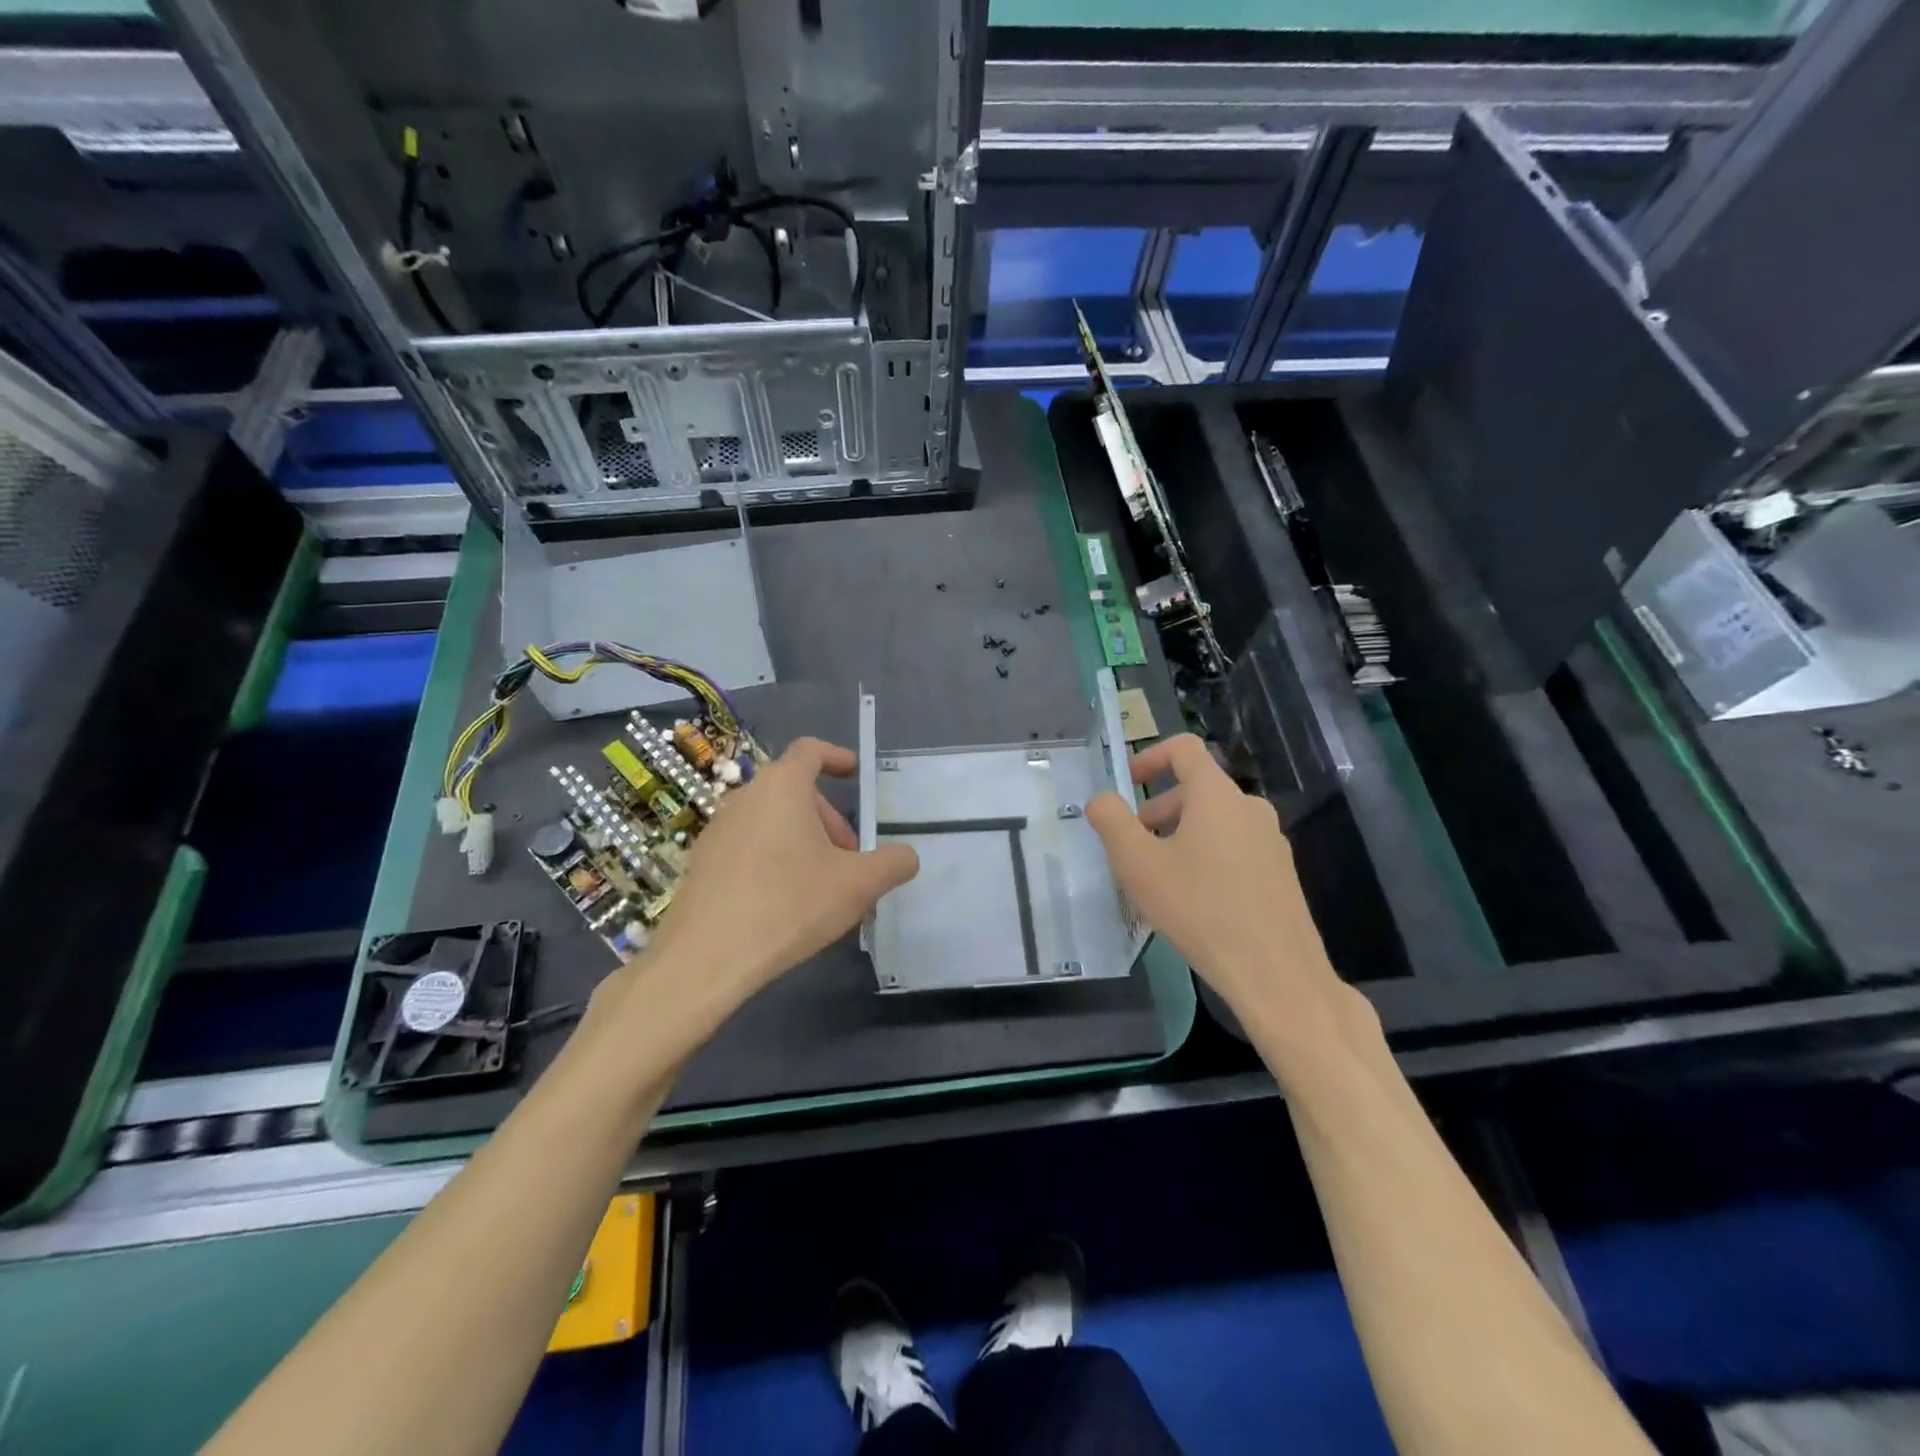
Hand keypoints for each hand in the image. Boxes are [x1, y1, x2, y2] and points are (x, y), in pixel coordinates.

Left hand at [629, 737, 918, 1016]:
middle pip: (796, 792)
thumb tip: (906, 857)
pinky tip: (787, 905)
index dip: (837, 757)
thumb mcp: (858, 885)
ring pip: (773, 822)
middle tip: (851, 860)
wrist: (707, 957)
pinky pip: (750, 846)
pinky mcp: (703, 862)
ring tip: (824, 888)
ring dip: (804, 843)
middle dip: (830, 820)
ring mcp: (718, 830)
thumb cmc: (790, 904)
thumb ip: (892, 864)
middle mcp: (746, 798)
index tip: (855, 775)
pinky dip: (775, 860)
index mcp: (783, 787)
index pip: (810, 751)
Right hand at [1086, 735, 1353, 1036]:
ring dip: (1181, 835)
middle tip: (1134, 847)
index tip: (1128, 783)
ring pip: (1216, 821)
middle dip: (1159, 808)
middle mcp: (1249, 807)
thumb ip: (1111, 821)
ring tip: (1160, 878)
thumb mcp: (1137, 864)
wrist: (1275, 972)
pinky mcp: (1281, 873)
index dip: (1150, 756)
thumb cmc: (1198, 908)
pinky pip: (1235, 848)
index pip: (1184, 748)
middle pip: (1197, 789)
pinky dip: (1208, 857)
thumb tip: (1102, 799)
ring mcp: (1271, 840)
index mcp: (1216, 795)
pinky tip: (1195, 901)